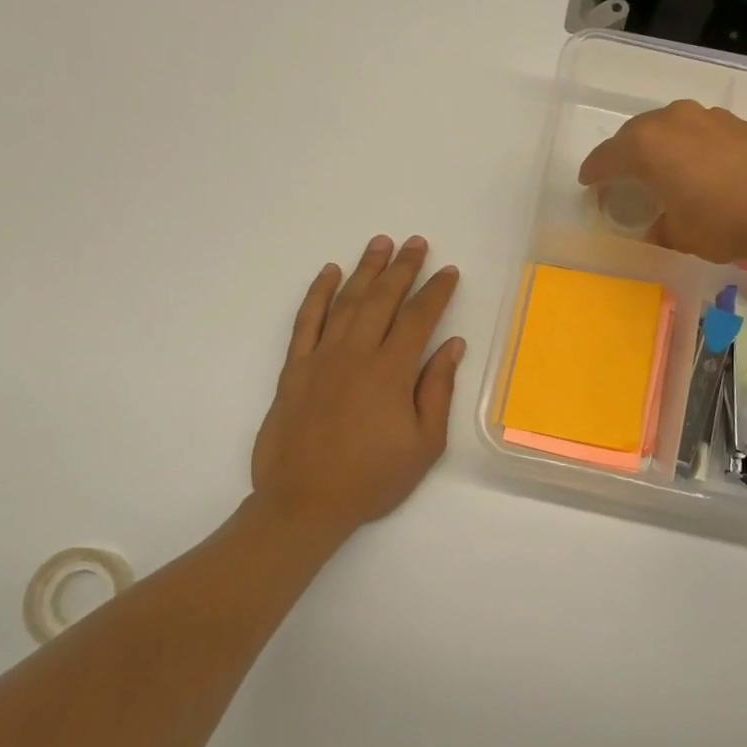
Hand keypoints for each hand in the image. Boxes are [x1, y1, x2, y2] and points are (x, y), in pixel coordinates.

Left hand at [251, 236, 465, 537]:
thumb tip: (453, 345)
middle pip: (382, 299)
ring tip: (380, 243)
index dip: (436, 292)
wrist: (304, 503)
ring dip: (365, 270)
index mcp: (390, 372)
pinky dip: (317, 293)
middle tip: (416, 243)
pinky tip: (329, 273)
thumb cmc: (371, 478)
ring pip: (346, 302)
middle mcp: (356, 354)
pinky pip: (306, 321)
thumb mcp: (423, 444)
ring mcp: (321, 358)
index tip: (449, 272)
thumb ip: (438, 390)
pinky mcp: (294, 368)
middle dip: (402, 268)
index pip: (419, 318)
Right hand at [578, 101, 746, 265]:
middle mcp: (674, 121)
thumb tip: (660, 225)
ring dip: (663, 145)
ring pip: (673, 126)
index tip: (588, 182)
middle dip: (626, 153)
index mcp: (647, 146)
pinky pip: (703, 132)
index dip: (595, 171)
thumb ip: (661, 227)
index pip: (608, 156)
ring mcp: (710, 118)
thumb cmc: (723, 221)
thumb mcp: (680, 235)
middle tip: (622, 174)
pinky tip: (704, 168)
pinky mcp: (741, 124)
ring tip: (664, 168)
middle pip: (637, 133)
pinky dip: (694, 147)